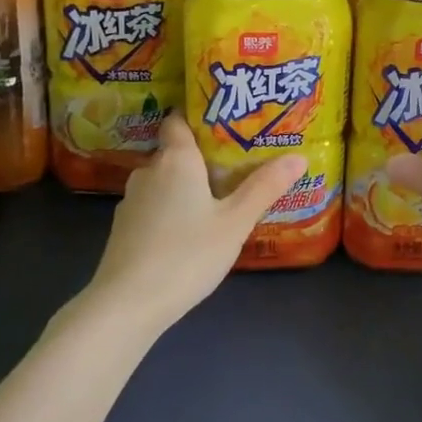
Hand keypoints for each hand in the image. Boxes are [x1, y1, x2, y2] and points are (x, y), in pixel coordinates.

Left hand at [81, 111, 305, 333]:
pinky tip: (188, 230)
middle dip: (200, 156)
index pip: (178, 120)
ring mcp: (131, 201)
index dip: (197, 116)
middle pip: (174, 152)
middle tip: (234, 164)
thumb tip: (298, 156)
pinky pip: (152, 207)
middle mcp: (149, 171)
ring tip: (215, 198)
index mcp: (176, 159)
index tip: (223, 120)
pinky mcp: (122, 229)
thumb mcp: (235, 222)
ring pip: (163, 182)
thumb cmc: (187, 254)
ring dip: (184, 186)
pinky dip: (169, 210)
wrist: (127, 304)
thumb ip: (265, 187)